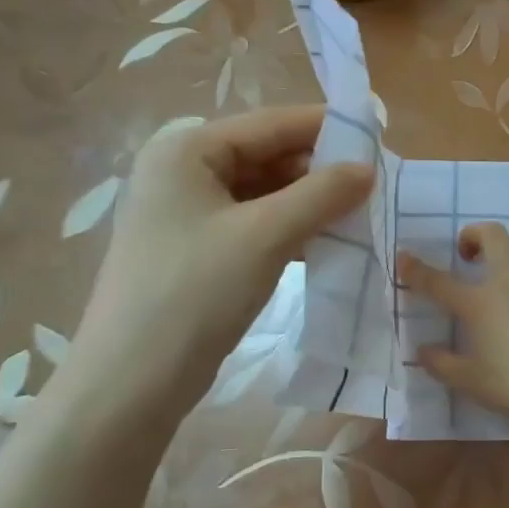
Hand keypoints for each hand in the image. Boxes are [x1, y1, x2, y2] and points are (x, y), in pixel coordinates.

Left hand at [56, 106, 372, 428]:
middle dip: (319, 170)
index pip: (270, 123)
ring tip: (360, 213)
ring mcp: (188, 214)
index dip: (325, 127)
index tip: (377, 136)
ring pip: (264, 194)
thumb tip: (369, 169)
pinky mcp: (197, 251)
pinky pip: (254, 225)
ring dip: (309, 203)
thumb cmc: (194, 293)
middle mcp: (183, 172)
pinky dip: (290, 229)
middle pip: (266, 156)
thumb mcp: (265, 236)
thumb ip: (321, 194)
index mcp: (187, 151)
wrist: (131, 383)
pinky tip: (327, 242)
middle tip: (375, 184)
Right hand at [398, 222, 508, 433]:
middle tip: (468, 254)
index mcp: (479, 304)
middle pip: (491, 235)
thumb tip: (422, 350)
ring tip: (506, 266)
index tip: (403, 258)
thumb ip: (441, 364)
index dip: (416, 269)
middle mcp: (508, 283)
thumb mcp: (470, 382)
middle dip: (474, 234)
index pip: (438, 281)